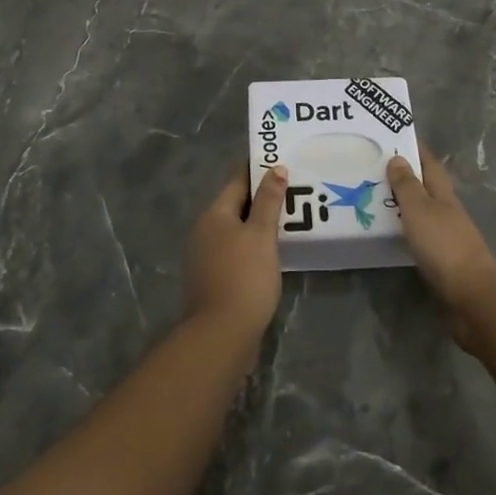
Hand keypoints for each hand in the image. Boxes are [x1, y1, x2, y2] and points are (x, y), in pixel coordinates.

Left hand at [183, 165, 286, 339]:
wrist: (221, 335)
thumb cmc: (244, 276)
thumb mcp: (262, 235)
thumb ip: (269, 201)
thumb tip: (275, 168)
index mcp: (214, 214)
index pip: (237, 181)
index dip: (257, 169)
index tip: (278, 159)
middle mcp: (204, 231)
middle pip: (235, 206)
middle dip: (260, 198)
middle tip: (290, 189)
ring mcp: (205, 257)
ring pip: (235, 231)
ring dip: (257, 225)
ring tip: (286, 220)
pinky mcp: (212, 280)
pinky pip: (235, 252)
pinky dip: (252, 247)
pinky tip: (271, 253)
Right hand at [388, 150, 495, 348]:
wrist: (472, 296)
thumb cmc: (444, 246)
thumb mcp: (419, 210)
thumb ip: (407, 185)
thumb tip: (399, 157)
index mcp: (443, 195)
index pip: (430, 164)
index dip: (416, 149)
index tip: (397, 136)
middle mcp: (448, 211)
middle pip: (428, 186)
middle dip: (407, 175)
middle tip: (378, 168)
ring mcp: (448, 237)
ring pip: (424, 211)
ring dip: (405, 203)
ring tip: (378, 198)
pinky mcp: (444, 261)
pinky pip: (421, 235)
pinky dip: (407, 228)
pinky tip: (392, 232)